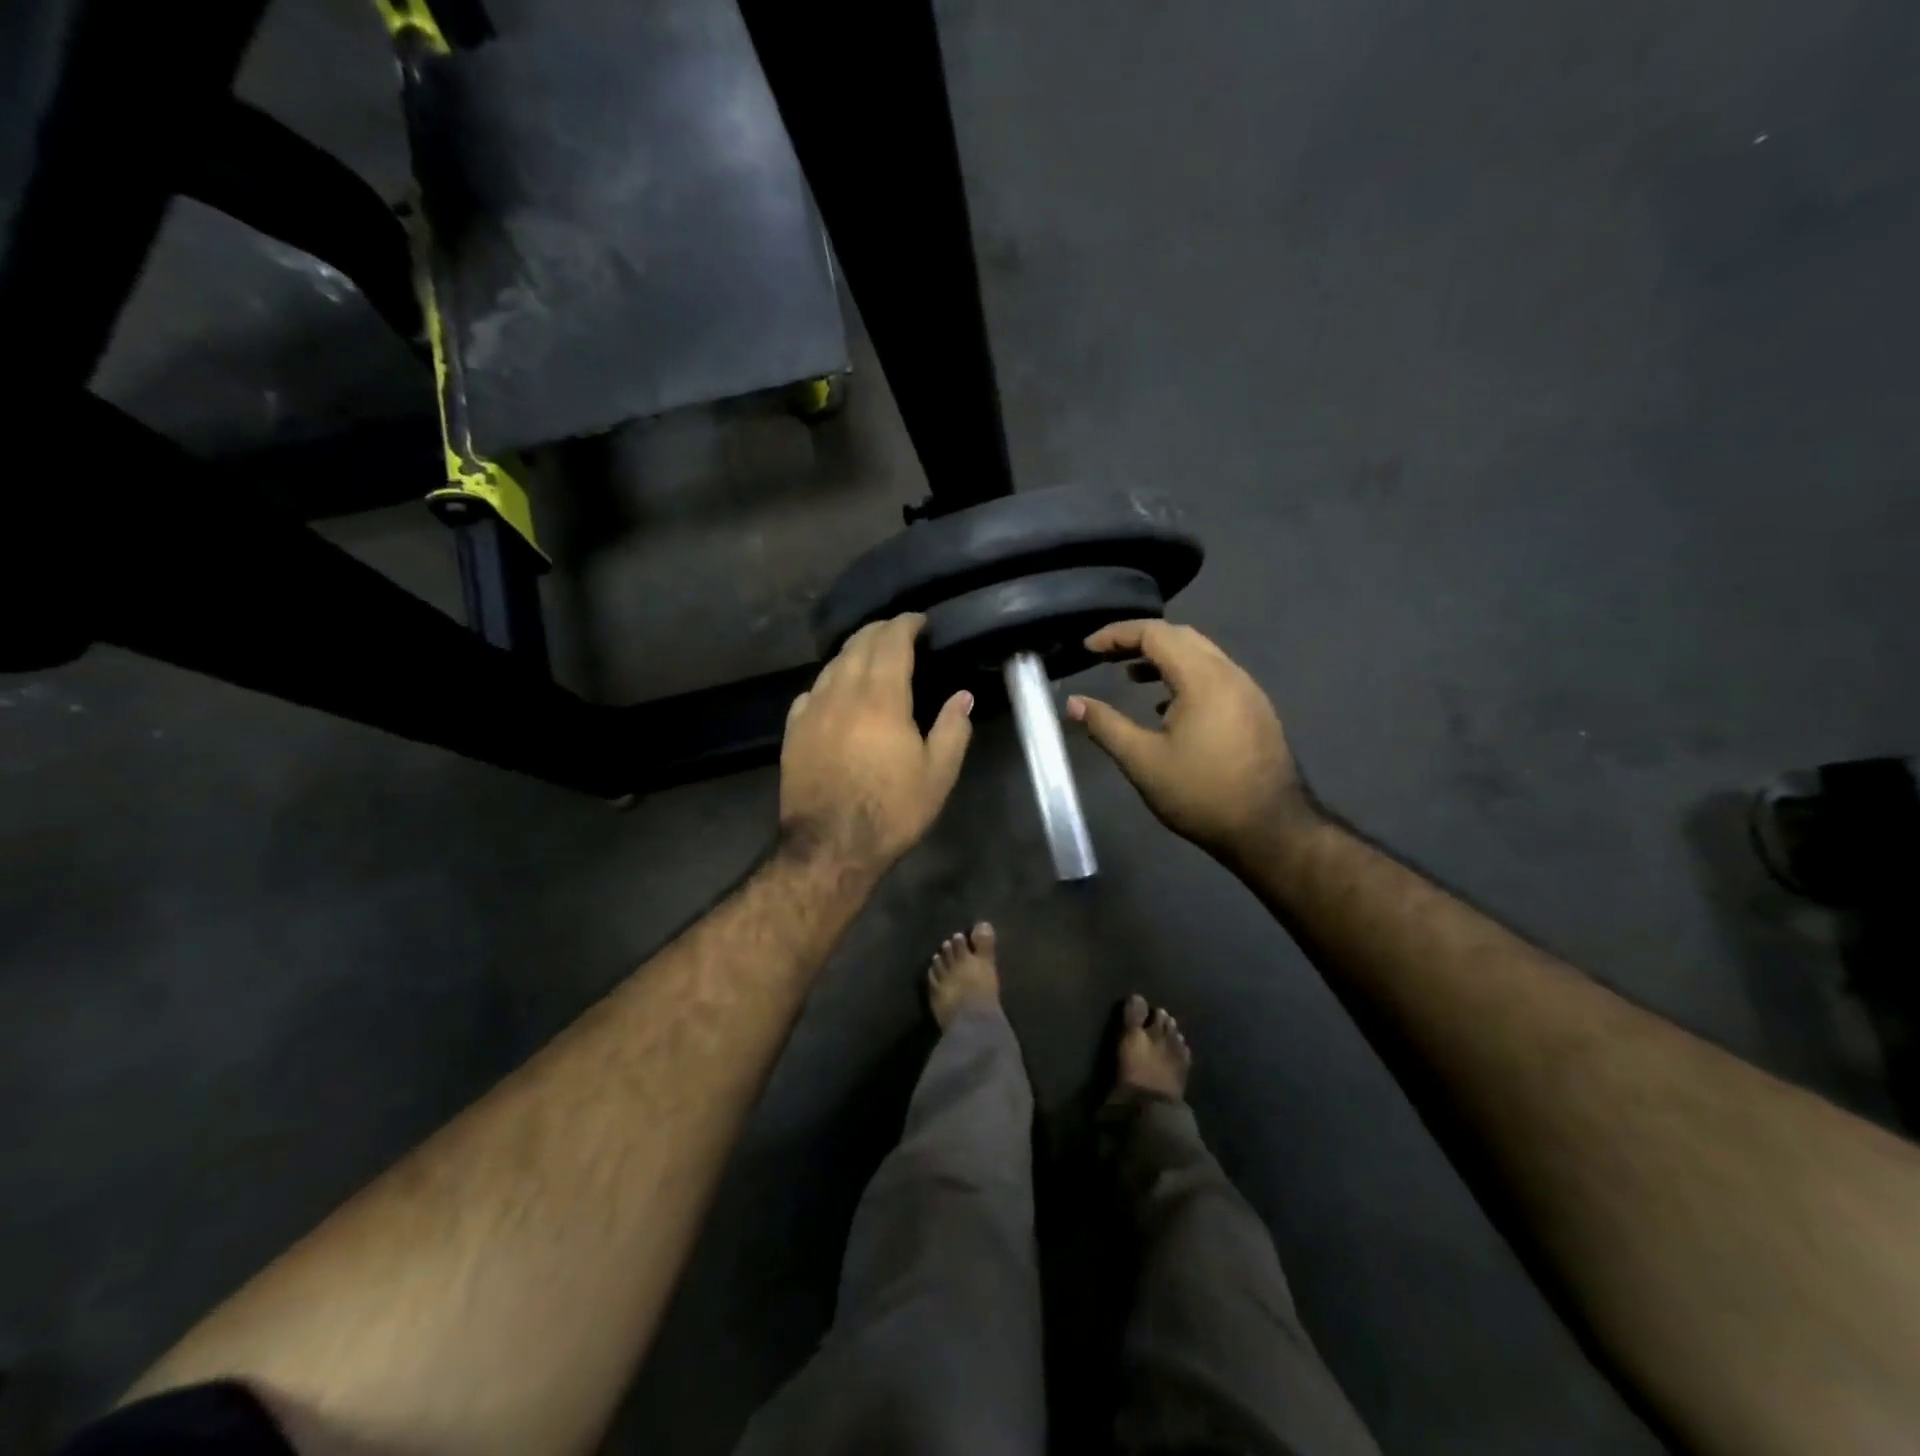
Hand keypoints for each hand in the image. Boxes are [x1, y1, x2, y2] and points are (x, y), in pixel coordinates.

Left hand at [780, 614, 973, 875]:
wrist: (830, 846)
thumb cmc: (891, 810)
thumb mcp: (938, 775)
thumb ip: (952, 729)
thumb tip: (962, 695)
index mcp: (882, 698)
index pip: (891, 642)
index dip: (906, 624)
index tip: (920, 620)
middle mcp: (843, 693)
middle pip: (858, 645)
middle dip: (879, 630)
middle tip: (898, 629)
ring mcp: (812, 711)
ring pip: (832, 664)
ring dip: (853, 651)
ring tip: (870, 653)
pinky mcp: (793, 731)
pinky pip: (811, 691)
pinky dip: (829, 680)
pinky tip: (835, 690)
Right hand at [1067, 620, 1316, 862]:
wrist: (1270, 830)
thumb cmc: (1201, 794)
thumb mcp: (1143, 761)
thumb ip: (1106, 726)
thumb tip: (1074, 703)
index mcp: (1203, 678)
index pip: (1155, 633)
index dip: (1117, 634)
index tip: (1088, 649)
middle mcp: (1230, 674)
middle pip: (1181, 637)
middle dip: (1139, 640)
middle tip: (1106, 656)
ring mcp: (1248, 692)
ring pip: (1201, 655)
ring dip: (1163, 658)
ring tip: (1130, 676)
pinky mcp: (1255, 711)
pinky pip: (1215, 676)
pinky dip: (1184, 676)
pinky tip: (1166, 707)